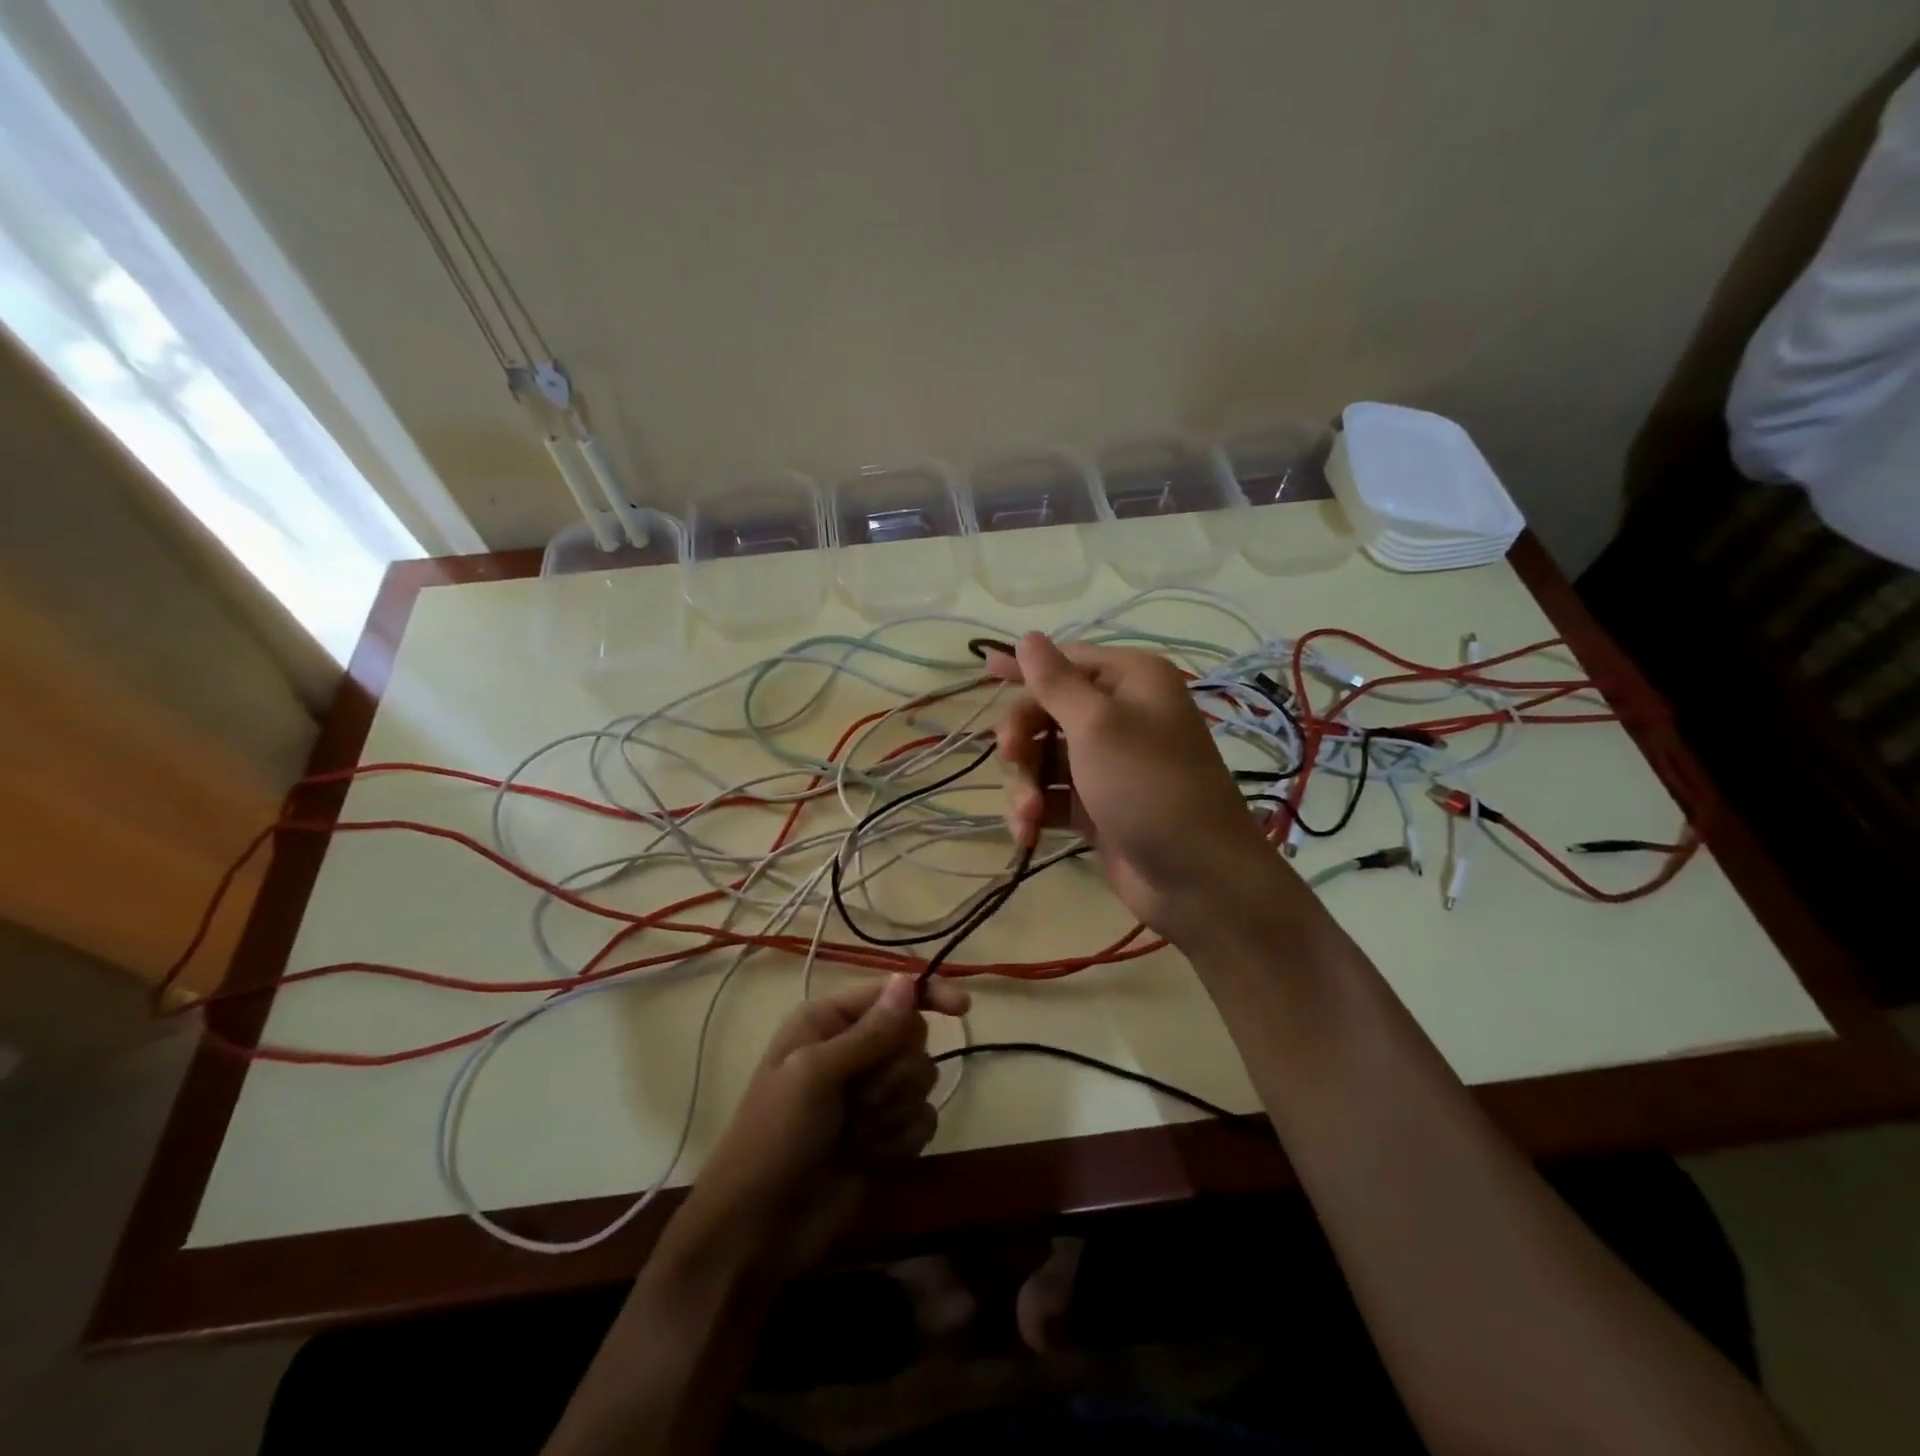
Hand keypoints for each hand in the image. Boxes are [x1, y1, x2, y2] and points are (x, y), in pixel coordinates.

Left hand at [681, 974, 967, 1273]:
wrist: (758, 1231)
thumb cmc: (774, 1138)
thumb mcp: (815, 1075)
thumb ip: (870, 1031)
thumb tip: (909, 980)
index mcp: (829, 1022)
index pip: (892, 992)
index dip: (928, 994)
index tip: (962, 1008)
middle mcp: (854, 1049)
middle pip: (914, 1036)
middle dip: (894, 1072)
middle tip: (858, 1099)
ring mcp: (872, 1095)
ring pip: (922, 1079)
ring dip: (892, 1111)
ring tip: (855, 1134)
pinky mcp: (887, 1135)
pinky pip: (924, 1120)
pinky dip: (900, 1139)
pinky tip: (870, 1158)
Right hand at [989, 632, 1297, 941]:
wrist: (1197, 878)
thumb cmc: (1149, 786)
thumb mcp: (1098, 727)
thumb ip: (1055, 682)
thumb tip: (1028, 637)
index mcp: (1129, 681)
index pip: (1065, 662)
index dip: (1025, 667)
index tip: (985, 669)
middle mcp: (1119, 715)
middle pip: (1045, 711)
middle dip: (1022, 739)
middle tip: (1011, 758)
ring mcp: (1106, 763)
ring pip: (1041, 757)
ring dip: (1025, 784)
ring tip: (1027, 816)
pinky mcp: (1095, 805)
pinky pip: (1051, 795)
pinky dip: (1035, 810)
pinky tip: (1027, 834)